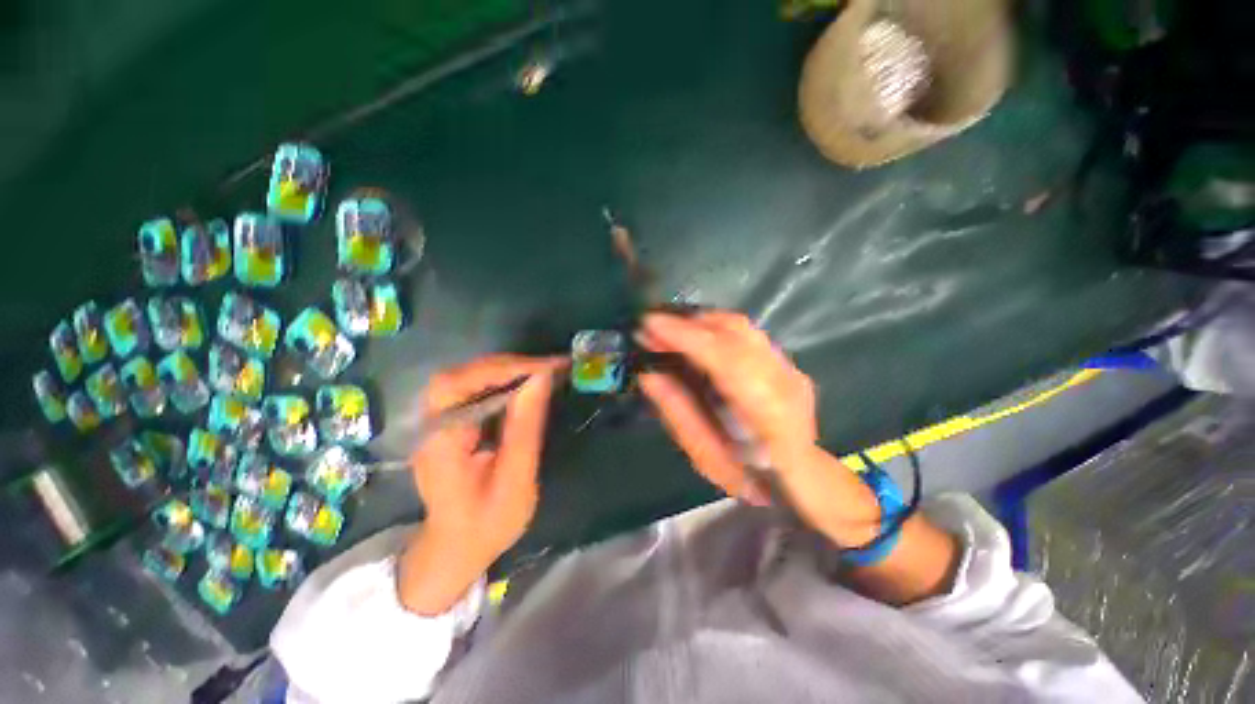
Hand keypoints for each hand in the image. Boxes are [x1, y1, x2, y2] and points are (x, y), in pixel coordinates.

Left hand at [398, 354, 560, 614]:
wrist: (457, 549)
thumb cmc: (487, 523)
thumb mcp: (515, 480)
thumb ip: (525, 428)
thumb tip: (541, 379)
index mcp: (440, 441)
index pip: (460, 385)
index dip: (503, 368)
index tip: (546, 367)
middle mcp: (431, 425)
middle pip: (461, 375)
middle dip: (508, 365)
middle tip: (550, 367)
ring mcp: (438, 422)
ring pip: (468, 378)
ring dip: (508, 370)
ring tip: (545, 371)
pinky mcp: (452, 422)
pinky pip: (475, 390)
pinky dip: (504, 381)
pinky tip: (527, 384)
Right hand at [637, 311, 879, 543]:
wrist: (796, 477)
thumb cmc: (746, 474)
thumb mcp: (703, 453)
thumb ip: (677, 409)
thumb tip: (648, 372)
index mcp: (767, 410)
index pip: (723, 356)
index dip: (684, 335)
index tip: (647, 324)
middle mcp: (783, 378)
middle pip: (733, 329)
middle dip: (687, 322)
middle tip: (652, 327)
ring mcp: (788, 366)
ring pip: (739, 325)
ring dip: (699, 322)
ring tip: (669, 330)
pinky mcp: (784, 360)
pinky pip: (743, 332)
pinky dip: (713, 328)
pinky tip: (694, 337)